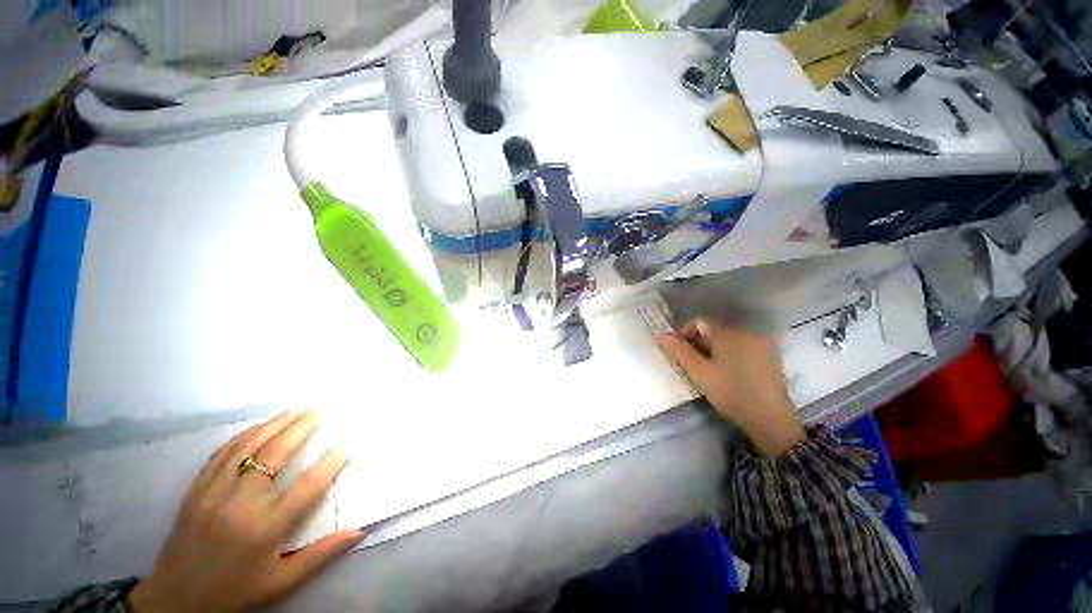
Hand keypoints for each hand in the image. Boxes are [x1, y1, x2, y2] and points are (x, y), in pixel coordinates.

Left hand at [128, 410, 363, 612]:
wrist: (175, 600)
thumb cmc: (235, 591)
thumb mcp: (282, 582)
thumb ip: (321, 554)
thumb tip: (359, 531)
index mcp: (266, 527)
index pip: (307, 486)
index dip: (331, 462)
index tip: (347, 443)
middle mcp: (241, 503)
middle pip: (275, 454)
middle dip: (301, 428)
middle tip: (321, 409)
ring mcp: (214, 493)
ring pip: (248, 447)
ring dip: (275, 424)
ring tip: (296, 409)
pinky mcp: (196, 489)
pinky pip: (222, 453)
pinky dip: (245, 435)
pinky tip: (260, 426)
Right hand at [657, 319, 804, 456]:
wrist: (771, 419)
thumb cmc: (730, 392)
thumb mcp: (699, 372)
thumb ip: (678, 350)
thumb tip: (660, 334)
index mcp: (728, 331)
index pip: (698, 321)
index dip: (684, 334)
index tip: (678, 353)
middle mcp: (746, 330)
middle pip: (713, 328)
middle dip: (698, 342)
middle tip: (691, 363)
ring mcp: (760, 341)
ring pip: (726, 337)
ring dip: (711, 348)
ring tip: (707, 369)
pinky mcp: (768, 353)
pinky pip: (740, 344)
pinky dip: (728, 352)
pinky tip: (726, 371)